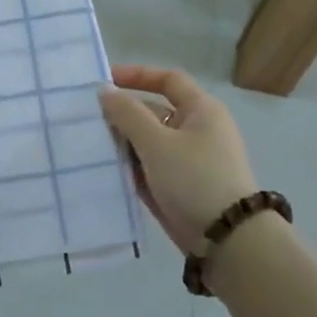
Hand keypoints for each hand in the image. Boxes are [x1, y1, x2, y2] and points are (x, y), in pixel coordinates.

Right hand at [98, 65, 258, 255]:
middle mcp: (198, 131)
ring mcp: (191, 161)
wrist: (228, 240)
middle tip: (88, 121)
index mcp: (201, 110)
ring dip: (124, 144)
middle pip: (155, 112)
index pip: (168, 80)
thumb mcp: (156, 142)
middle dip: (123, 116)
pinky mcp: (183, 188)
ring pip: (150, 143)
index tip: (104, 82)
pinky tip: (106, 172)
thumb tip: (105, 91)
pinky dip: (132, 168)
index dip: (137, 76)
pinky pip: (152, 169)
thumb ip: (127, 114)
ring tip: (90, 147)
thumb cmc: (194, 179)